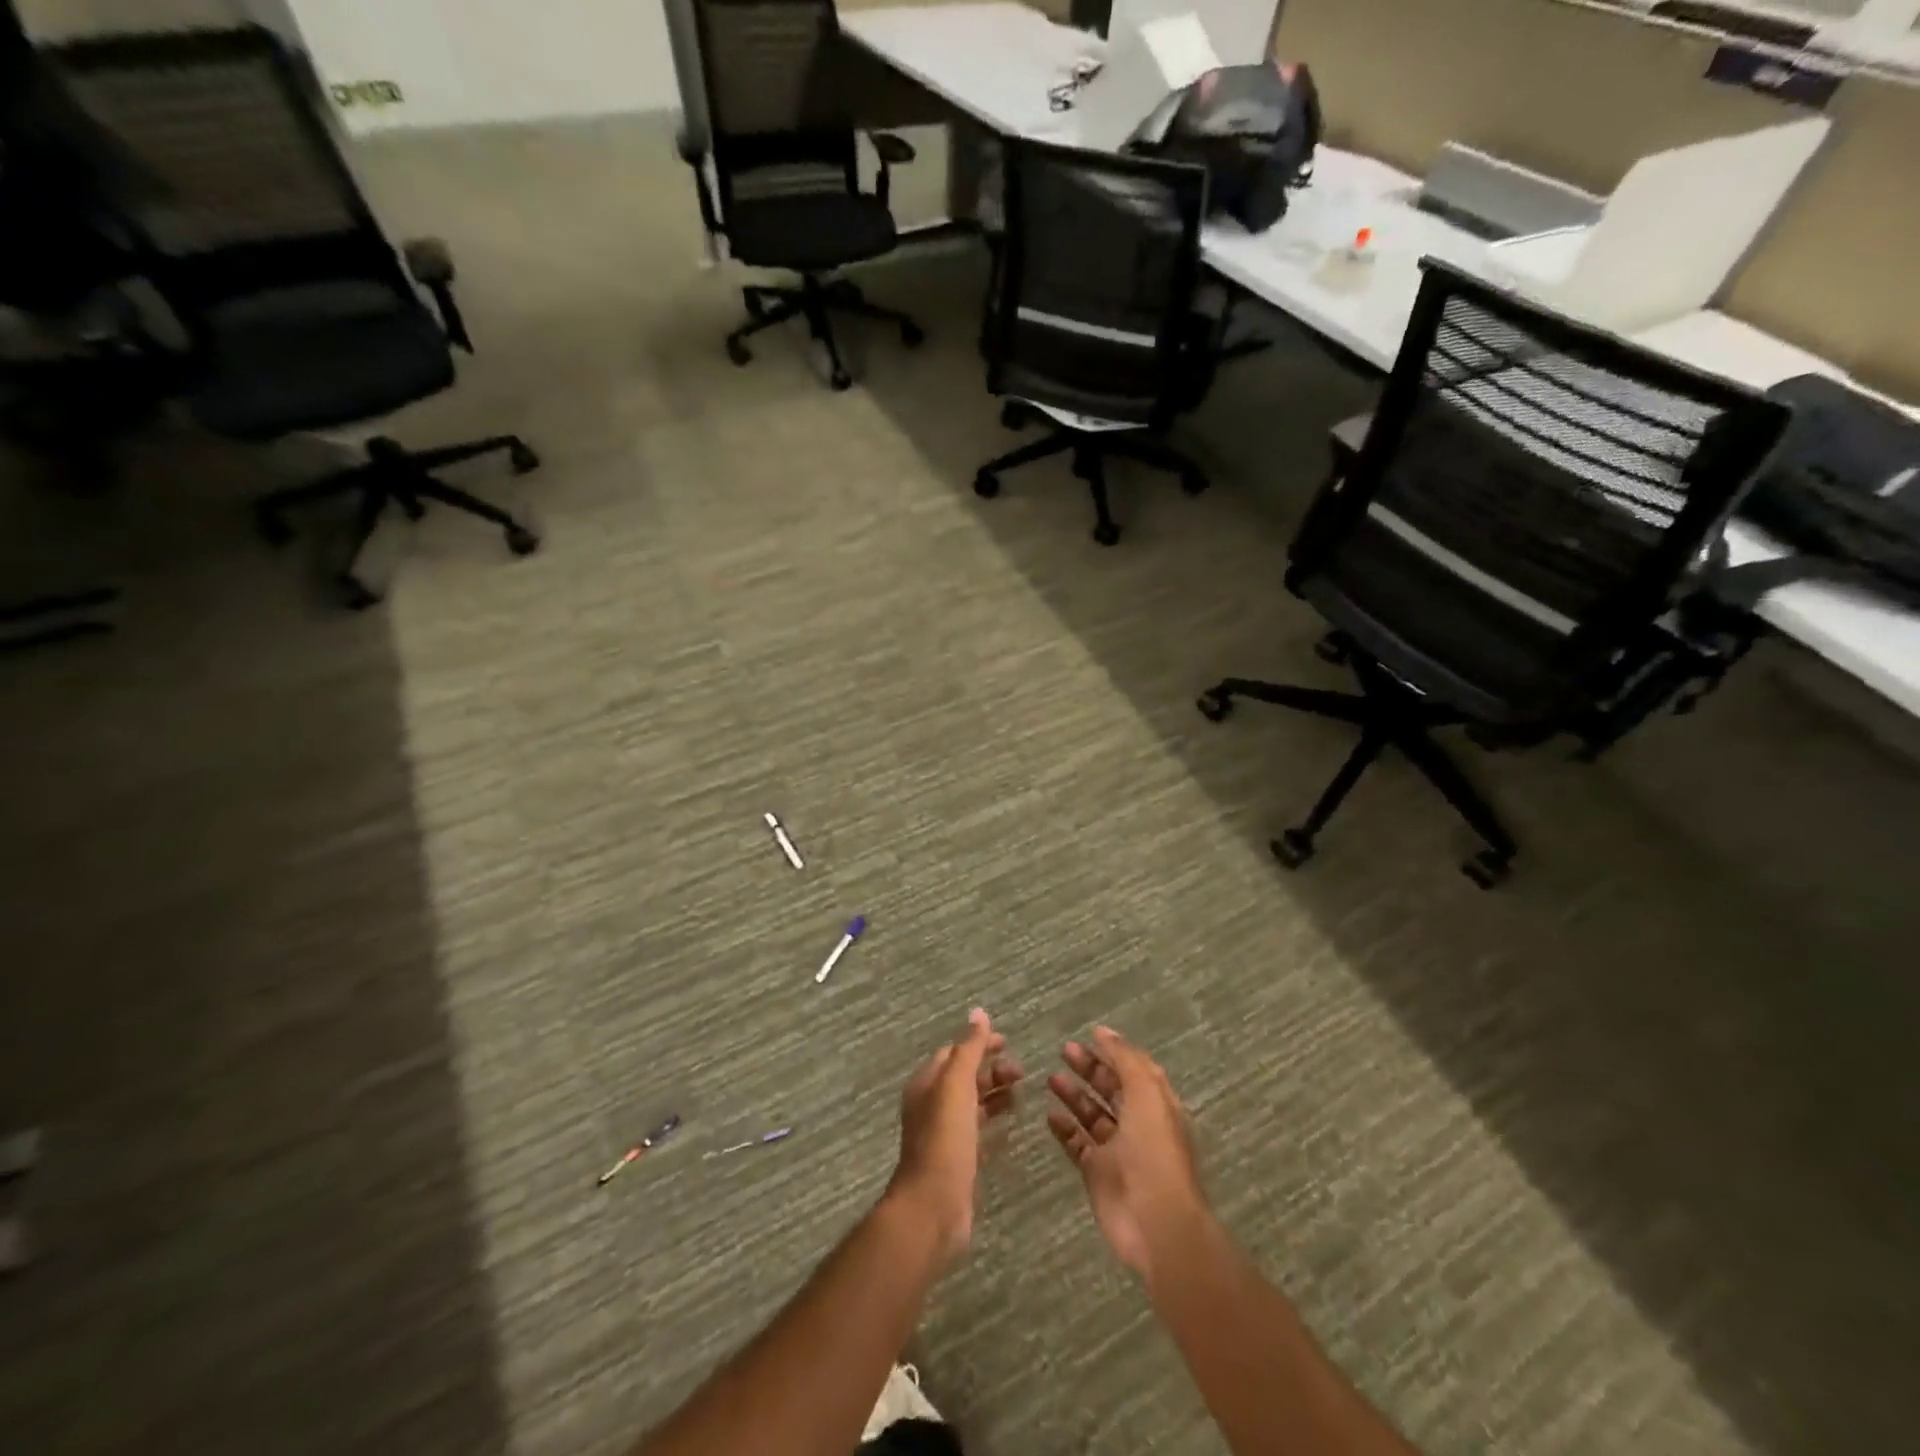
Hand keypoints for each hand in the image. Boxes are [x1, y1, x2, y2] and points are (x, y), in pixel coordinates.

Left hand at [889, 1009, 1022, 1265]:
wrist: (933, 1206)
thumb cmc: (944, 1139)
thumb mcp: (956, 1085)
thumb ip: (969, 1049)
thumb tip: (978, 1012)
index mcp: (927, 1084)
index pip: (954, 1052)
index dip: (979, 1044)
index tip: (1008, 1043)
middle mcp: (933, 1105)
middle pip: (965, 1078)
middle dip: (991, 1070)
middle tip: (1021, 1072)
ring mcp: (945, 1135)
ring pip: (973, 1105)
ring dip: (995, 1095)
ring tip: (1021, 1095)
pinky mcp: (958, 1162)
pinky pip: (978, 1134)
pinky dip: (994, 1124)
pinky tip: (1012, 1126)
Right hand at [1047, 1026, 1209, 1286]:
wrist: (1155, 1222)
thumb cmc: (1154, 1151)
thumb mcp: (1146, 1094)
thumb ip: (1125, 1060)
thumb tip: (1104, 1032)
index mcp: (1157, 1104)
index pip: (1134, 1070)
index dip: (1114, 1052)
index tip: (1089, 1034)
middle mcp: (1138, 1124)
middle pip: (1111, 1089)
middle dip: (1090, 1068)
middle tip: (1063, 1051)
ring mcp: (1117, 1150)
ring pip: (1092, 1115)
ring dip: (1074, 1095)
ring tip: (1051, 1078)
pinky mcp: (1097, 1173)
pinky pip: (1077, 1143)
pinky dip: (1064, 1128)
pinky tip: (1049, 1114)